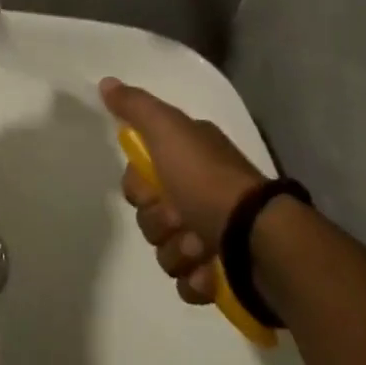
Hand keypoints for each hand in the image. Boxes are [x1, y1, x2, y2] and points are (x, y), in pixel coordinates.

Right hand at [100, 78, 266, 305]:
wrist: (258, 240)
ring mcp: (213, 234)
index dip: (139, 186)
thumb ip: (136, 107)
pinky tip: (209, 272)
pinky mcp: (222, 274)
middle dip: (159, 223)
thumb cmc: (208, 181)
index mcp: (189, 157)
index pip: (140, 174)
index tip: (155, 188)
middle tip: (180, 219)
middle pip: (150, 214)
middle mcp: (200, 191)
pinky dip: (196, 280)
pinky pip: (187, 282)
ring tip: (202, 249)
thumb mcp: (168, 130)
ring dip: (178, 252)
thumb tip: (107, 83)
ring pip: (166, 249)